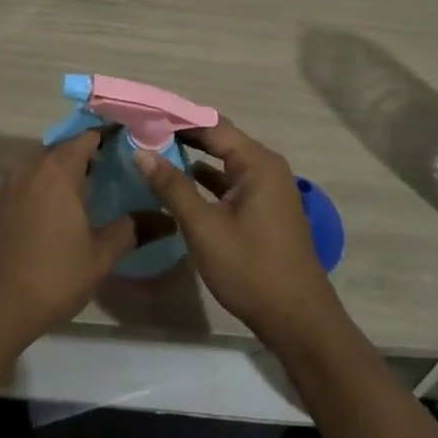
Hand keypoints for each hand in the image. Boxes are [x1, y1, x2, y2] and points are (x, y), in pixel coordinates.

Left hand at [0, 130, 134, 349]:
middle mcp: (32, 167)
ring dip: (66, 169)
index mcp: (58, 170)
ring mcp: (12, 183)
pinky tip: (64, 206)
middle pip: (64, 147)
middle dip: (88, 153)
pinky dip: (48, 183)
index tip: (129, 145)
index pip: (87, 137)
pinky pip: (31, 179)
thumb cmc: (54, 276)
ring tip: (92, 187)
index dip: (109, 137)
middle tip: (115, 168)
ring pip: (45, 162)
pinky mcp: (1, 202)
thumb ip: (127, 230)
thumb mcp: (100, 257)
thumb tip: (154, 217)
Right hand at [133, 119, 345, 349]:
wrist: (297, 321)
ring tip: (153, 153)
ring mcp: (268, 189)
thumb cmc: (250, 268)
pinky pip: (230, 182)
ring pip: (224, 162)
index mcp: (257, 163)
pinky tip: (179, 184)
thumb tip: (141, 153)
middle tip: (143, 132)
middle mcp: (266, 167)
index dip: (176, 119)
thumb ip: (172, 187)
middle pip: (219, 140)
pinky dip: (206, 180)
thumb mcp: (204, 227)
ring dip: (192, 157)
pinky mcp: (264, 209)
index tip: (143, 116)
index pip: (211, 125)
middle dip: (182, 136)